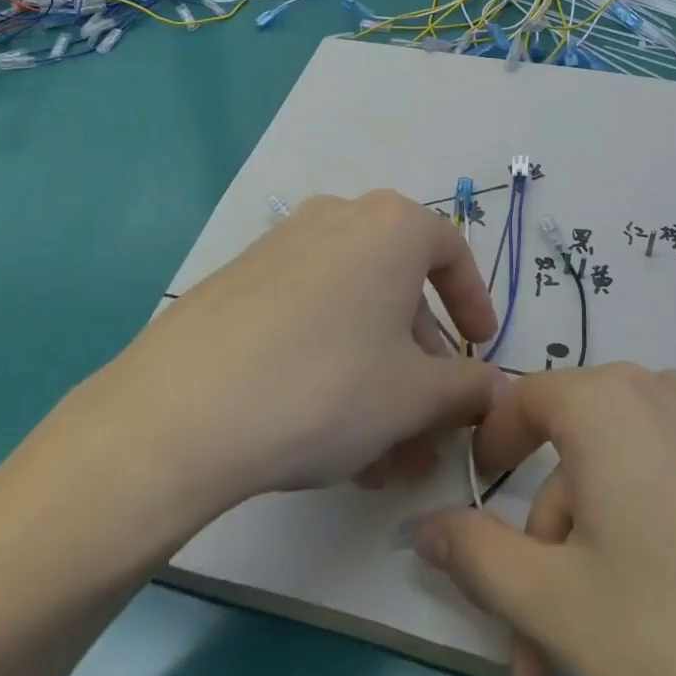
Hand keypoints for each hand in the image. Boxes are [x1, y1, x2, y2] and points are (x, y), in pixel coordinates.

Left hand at [90, 189, 505, 518]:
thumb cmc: (326, 386)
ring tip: (378, 457)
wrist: (183, 409)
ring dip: (377, 377)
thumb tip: (492, 388)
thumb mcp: (413, 396)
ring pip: (352, 311)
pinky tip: (326, 433)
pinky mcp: (240, 278)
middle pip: (398, 290)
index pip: (451, 253)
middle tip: (426, 428)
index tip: (479, 349)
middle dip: (420, 365)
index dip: (473, 303)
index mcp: (391, 226)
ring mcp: (283, 245)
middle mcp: (338, 218)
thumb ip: (466, 388)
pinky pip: (308, 315)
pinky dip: (331, 363)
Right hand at [414, 366, 675, 675]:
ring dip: (597, 635)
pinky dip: (652, 617)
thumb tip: (422, 523)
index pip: (522, 403)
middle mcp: (668, 408)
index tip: (473, 527)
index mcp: (612, 404)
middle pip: (575, 491)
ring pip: (627, 532)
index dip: (487, 458)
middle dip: (546, 601)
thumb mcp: (560, 609)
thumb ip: (477, 556)